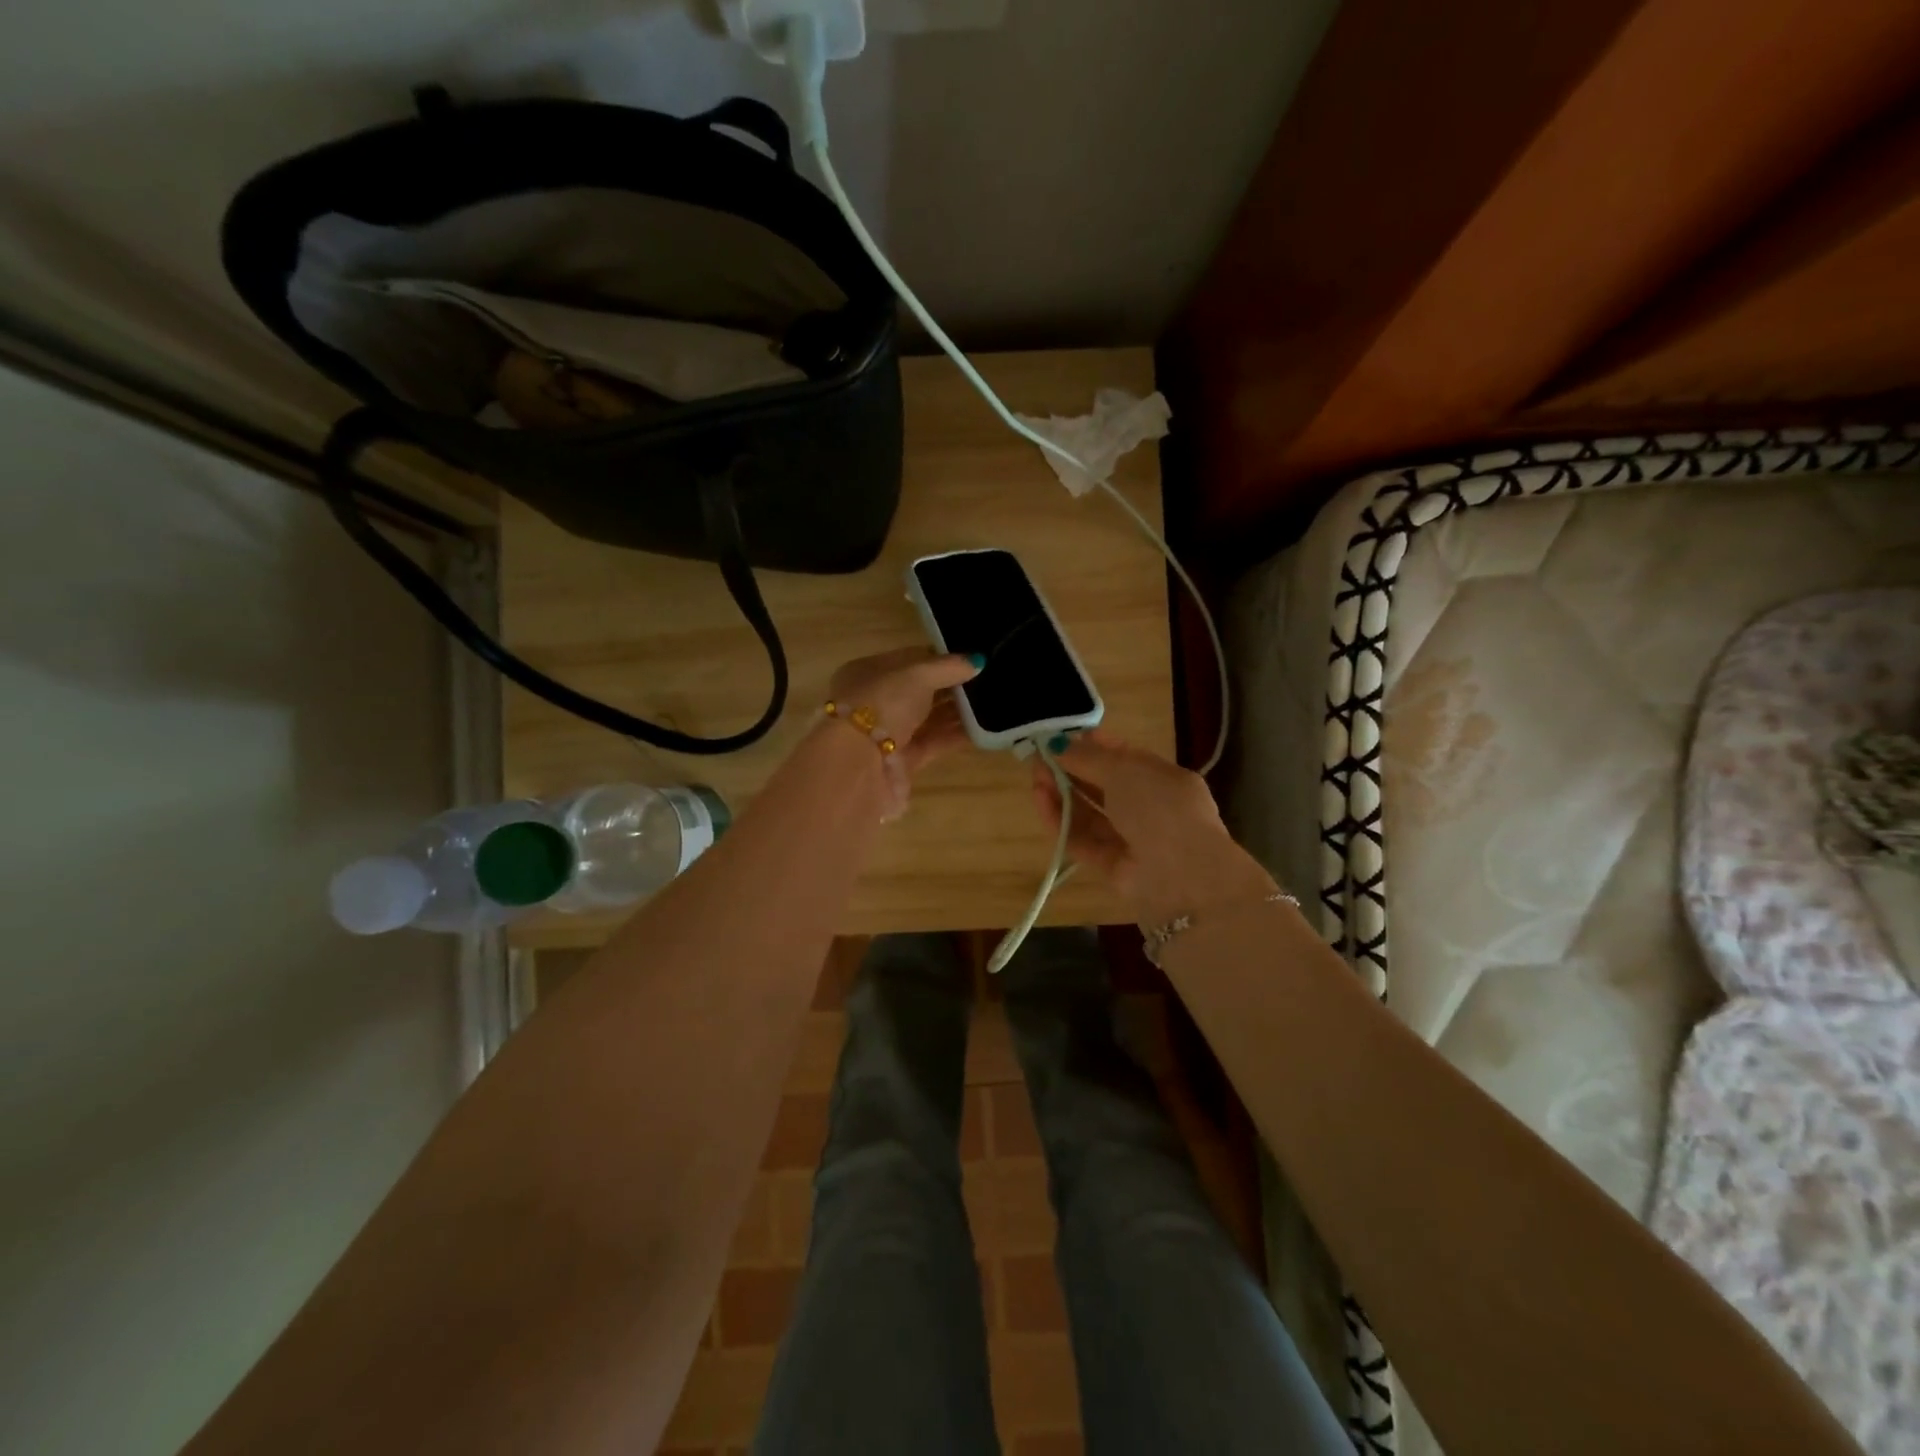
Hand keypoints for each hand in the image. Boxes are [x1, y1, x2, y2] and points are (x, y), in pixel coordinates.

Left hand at [827, 647, 980, 776]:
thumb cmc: (881, 704)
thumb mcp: (916, 675)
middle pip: (919, 691)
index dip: (939, 658)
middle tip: (986, 681)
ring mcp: (888, 734)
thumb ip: (947, 667)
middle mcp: (874, 702)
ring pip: (928, 718)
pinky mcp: (902, 762)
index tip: (971, 659)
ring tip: (991, 703)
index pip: (908, 660)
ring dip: (957, 711)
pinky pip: (934, 743)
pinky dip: (955, 736)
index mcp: (867, 673)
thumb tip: (976, 661)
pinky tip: (983, 728)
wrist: (858, 766)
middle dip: (950, 686)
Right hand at [1031, 729, 1278, 926]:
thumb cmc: (1160, 807)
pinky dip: (1060, 821)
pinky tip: (1040, 800)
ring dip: (1062, 794)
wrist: (1183, 875)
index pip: (1124, 758)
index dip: (1093, 746)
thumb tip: (1057, 744)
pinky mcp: (1111, 866)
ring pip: (1089, 813)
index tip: (1061, 738)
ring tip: (1034, 777)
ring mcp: (1131, 840)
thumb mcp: (1124, 770)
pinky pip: (1082, 839)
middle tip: (1039, 757)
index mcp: (1163, 779)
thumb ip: (1087, 757)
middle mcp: (1149, 808)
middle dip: (1072, 770)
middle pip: (1103, 786)